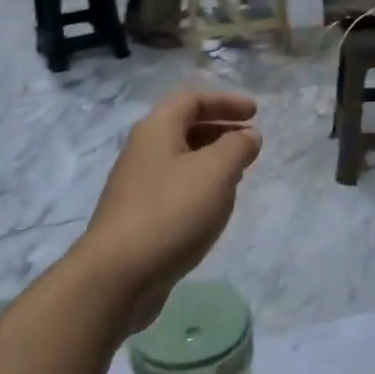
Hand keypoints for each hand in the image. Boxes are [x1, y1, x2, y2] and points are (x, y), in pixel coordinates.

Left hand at [81, 90, 261, 327]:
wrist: (118, 274)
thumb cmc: (171, 212)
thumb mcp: (216, 172)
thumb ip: (237, 147)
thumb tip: (248, 136)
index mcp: (156, 130)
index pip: (191, 99)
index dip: (225, 101)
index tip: (256, 113)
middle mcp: (142, 151)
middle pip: (184, 127)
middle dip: (220, 129)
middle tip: (250, 142)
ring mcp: (137, 186)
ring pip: (180, 159)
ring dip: (211, 159)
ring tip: (239, 174)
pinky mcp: (139, 216)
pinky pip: (175, 188)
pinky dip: (200, 186)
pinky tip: (214, 207)